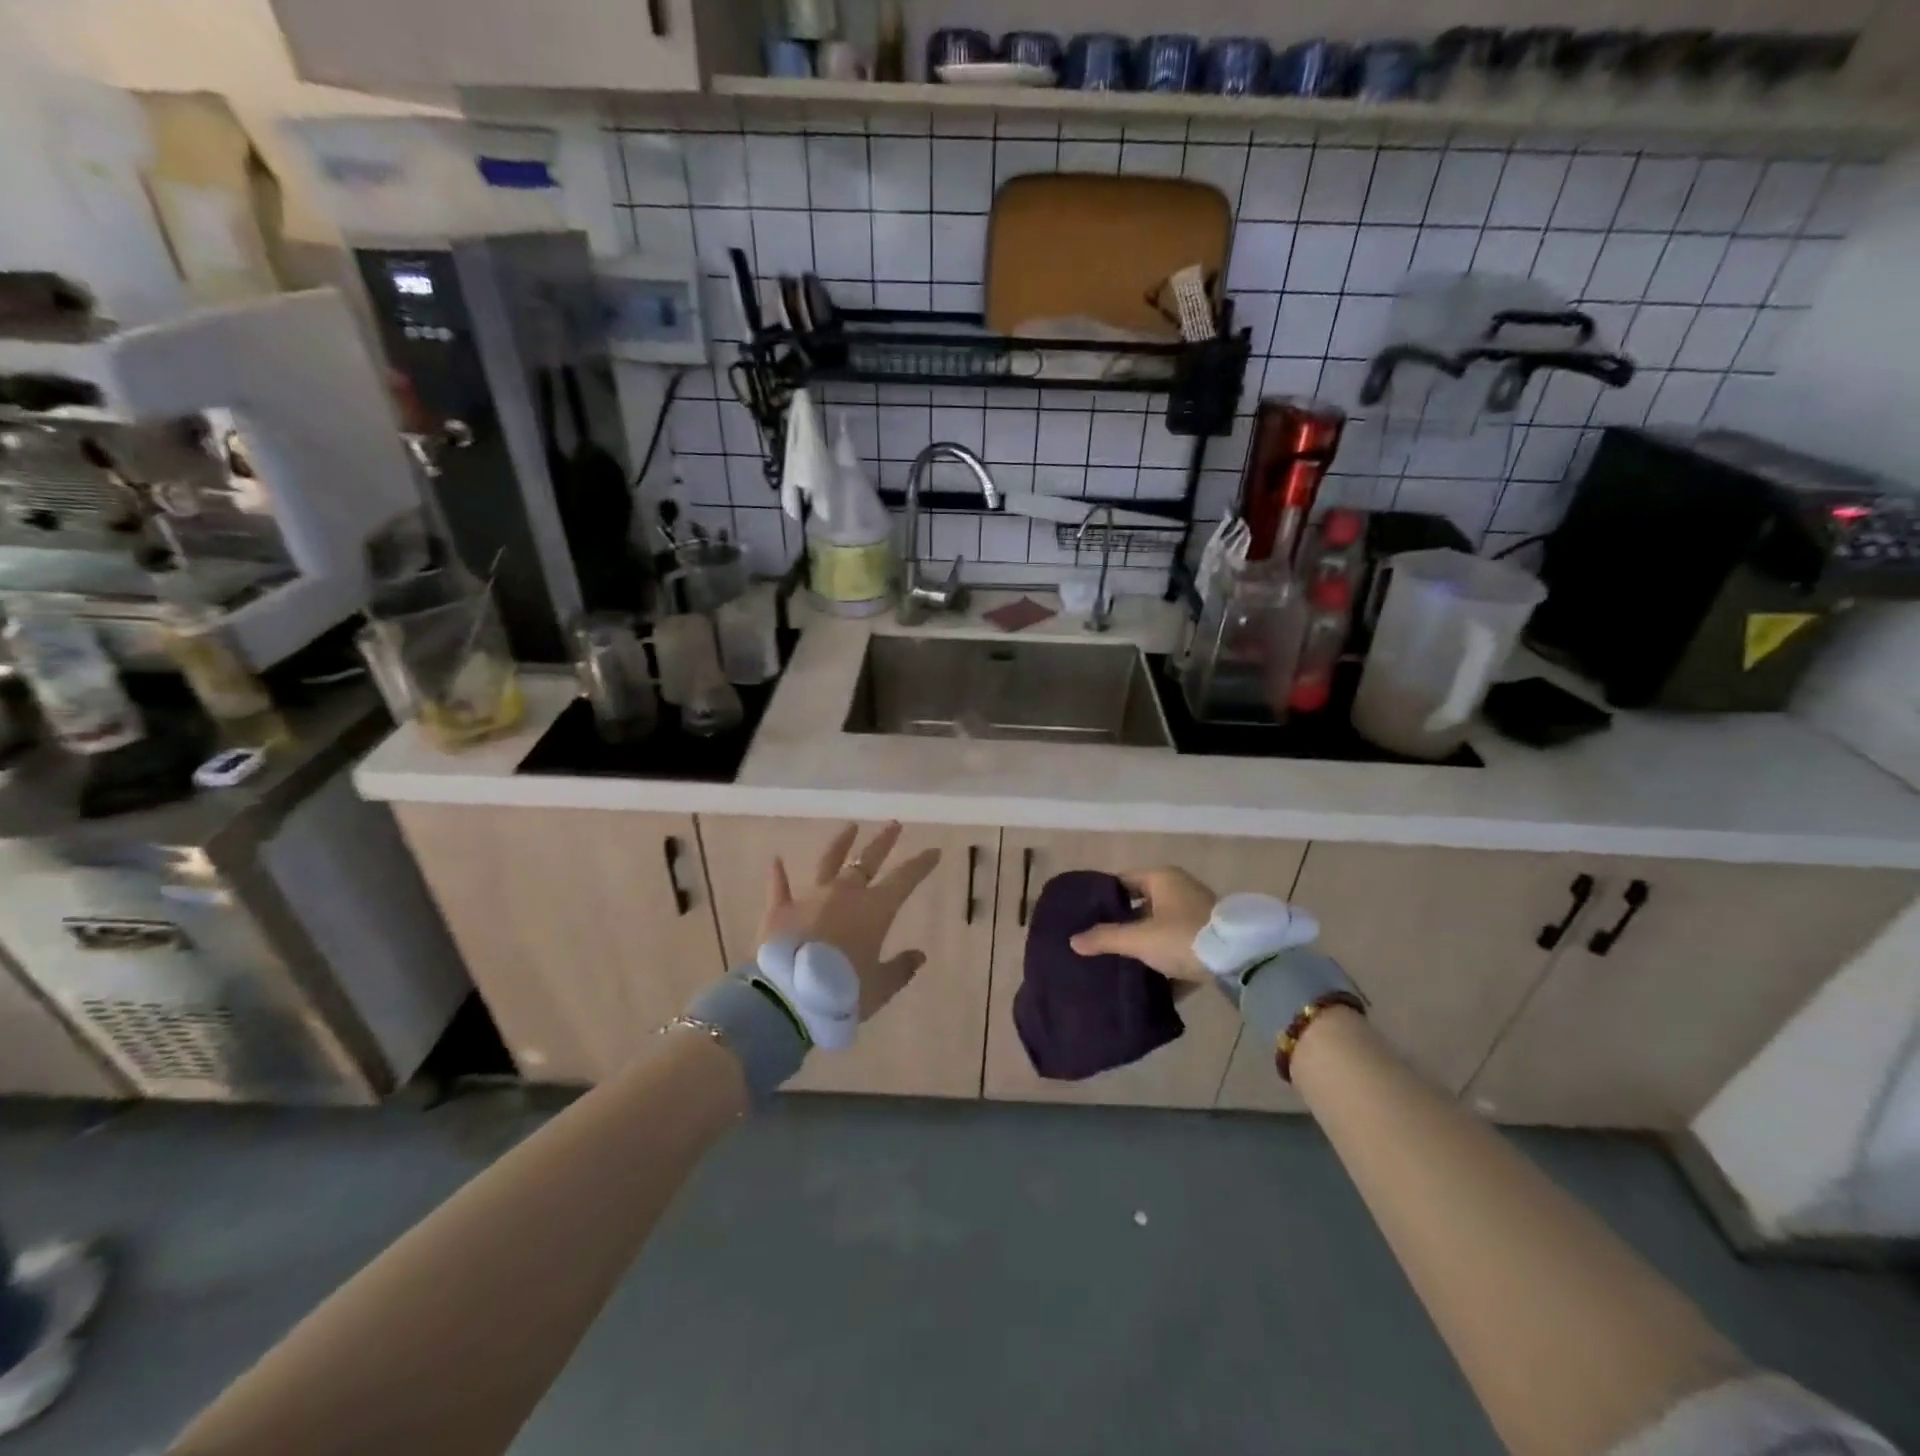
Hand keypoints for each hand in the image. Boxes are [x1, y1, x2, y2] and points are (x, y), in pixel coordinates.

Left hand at [760, 822, 940, 1019]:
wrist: (789, 999)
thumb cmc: (842, 993)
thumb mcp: (879, 988)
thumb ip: (900, 969)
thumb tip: (919, 955)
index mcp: (875, 909)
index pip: (905, 879)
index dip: (921, 864)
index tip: (934, 851)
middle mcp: (844, 894)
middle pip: (867, 861)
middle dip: (883, 842)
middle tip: (894, 824)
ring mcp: (810, 898)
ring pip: (828, 863)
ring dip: (840, 844)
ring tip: (850, 827)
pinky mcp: (779, 910)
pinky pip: (779, 887)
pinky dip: (778, 875)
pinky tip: (776, 860)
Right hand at [1068, 867, 1218, 982]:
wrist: (1241, 961)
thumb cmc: (1183, 937)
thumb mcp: (1139, 939)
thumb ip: (1105, 938)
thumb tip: (1073, 940)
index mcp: (1162, 878)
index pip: (1123, 881)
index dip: (1103, 897)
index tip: (1085, 916)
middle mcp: (1180, 889)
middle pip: (1142, 905)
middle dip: (1122, 924)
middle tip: (1098, 941)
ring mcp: (1198, 914)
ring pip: (1160, 928)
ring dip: (1144, 944)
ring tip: (1119, 962)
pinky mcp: (1210, 939)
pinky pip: (1178, 946)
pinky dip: (1165, 960)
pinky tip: (1149, 979)